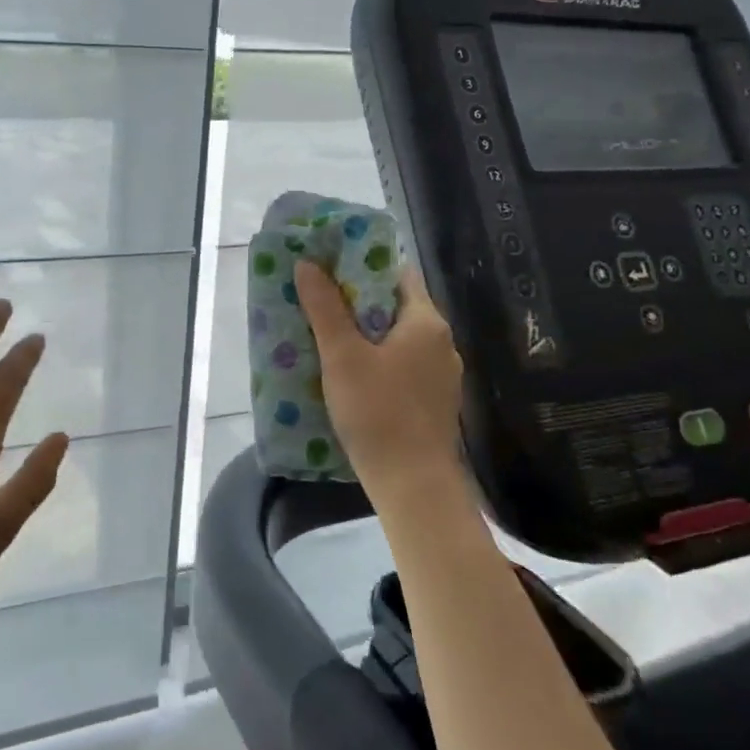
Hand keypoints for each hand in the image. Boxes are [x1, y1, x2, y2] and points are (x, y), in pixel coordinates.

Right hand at [294, 259, 467, 506]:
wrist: (413, 485)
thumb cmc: (377, 412)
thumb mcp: (342, 356)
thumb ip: (325, 308)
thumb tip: (307, 264)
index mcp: (426, 322)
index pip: (397, 274)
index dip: (362, 266)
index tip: (328, 266)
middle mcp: (441, 342)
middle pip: (396, 307)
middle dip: (357, 302)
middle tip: (317, 300)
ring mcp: (441, 375)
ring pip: (398, 340)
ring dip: (365, 334)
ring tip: (326, 336)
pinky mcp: (433, 402)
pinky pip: (402, 367)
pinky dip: (377, 361)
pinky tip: (349, 375)